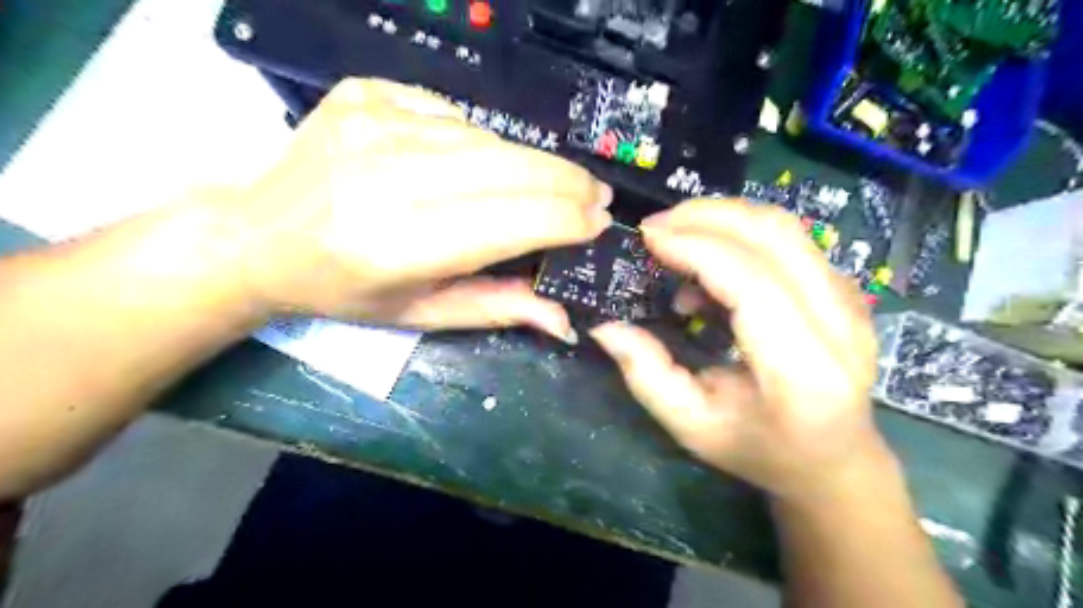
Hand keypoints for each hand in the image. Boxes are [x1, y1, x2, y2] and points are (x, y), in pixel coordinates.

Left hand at [220, 75, 607, 339]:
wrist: (256, 235)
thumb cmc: (343, 290)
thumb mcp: (420, 315)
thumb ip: (496, 308)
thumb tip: (565, 317)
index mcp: (398, 244)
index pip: (511, 220)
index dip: (566, 220)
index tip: (599, 223)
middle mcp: (388, 176)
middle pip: (509, 167)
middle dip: (567, 183)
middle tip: (595, 196)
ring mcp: (374, 123)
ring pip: (488, 138)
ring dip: (531, 164)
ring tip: (551, 183)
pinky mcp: (367, 94)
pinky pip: (452, 114)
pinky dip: (481, 142)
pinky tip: (480, 162)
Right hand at [589, 203, 882, 501]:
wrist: (833, 459)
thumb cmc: (760, 449)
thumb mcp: (691, 425)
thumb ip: (646, 374)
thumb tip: (605, 326)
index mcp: (802, 369)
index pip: (751, 281)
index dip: (697, 247)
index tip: (648, 236)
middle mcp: (839, 324)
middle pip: (774, 236)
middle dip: (706, 216)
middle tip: (655, 227)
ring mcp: (851, 301)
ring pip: (784, 227)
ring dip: (723, 217)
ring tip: (676, 237)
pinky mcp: (845, 289)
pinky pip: (788, 240)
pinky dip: (740, 235)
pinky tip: (707, 265)